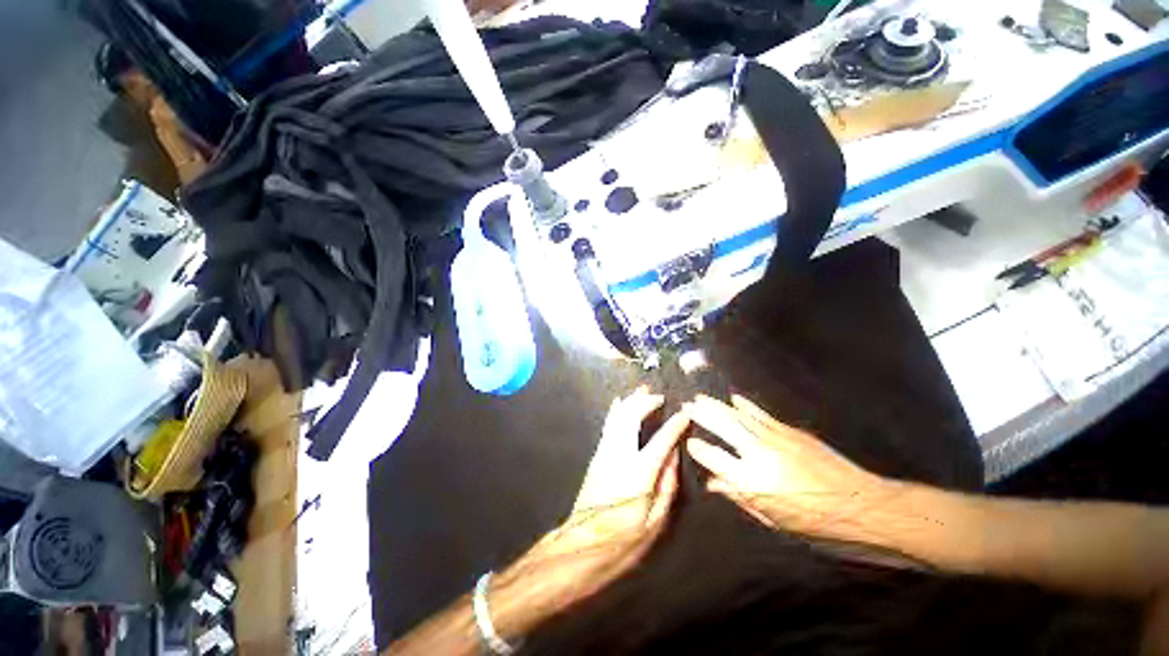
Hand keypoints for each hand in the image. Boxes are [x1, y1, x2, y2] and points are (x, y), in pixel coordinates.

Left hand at [531, 387, 689, 566]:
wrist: (579, 548)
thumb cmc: (622, 541)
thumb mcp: (655, 521)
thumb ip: (666, 487)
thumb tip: (673, 459)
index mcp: (638, 473)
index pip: (661, 439)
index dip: (676, 424)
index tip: (687, 412)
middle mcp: (617, 458)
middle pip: (630, 418)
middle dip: (645, 402)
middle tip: (661, 395)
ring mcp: (601, 458)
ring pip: (615, 420)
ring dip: (629, 403)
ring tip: (642, 390)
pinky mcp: (593, 463)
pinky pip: (607, 429)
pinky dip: (616, 414)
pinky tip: (619, 407)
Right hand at [686, 394, 888, 536]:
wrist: (853, 503)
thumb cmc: (808, 522)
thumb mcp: (769, 517)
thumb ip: (740, 497)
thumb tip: (715, 483)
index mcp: (750, 480)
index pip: (715, 458)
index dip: (699, 448)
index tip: (688, 440)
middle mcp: (761, 454)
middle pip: (727, 428)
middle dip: (707, 415)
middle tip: (690, 403)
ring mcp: (780, 438)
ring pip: (745, 418)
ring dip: (723, 406)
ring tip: (705, 397)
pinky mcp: (796, 432)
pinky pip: (765, 417)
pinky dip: (749, 408)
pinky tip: (739, 400)